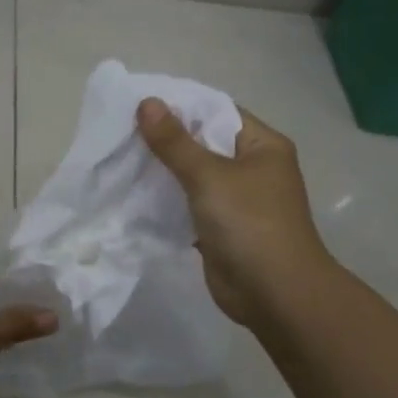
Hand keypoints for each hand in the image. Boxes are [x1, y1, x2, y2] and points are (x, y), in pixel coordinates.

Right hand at [136, 98, 337, 331]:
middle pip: (204, 143)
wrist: (276, 295)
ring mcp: (238, 200)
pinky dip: (167, 200)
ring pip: (195, 176)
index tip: (140, 104)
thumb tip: (147, 102)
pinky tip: (133, 193)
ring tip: (121, 158)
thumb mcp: (209, 176)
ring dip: (164, 171)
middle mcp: (253, 168)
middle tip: (122, 131)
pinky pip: (190, 205)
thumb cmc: (250, 223)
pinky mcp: (222, 228)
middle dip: (166, 140)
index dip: (181, 106)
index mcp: (262, 145)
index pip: (218, 111)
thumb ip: (175, 141)